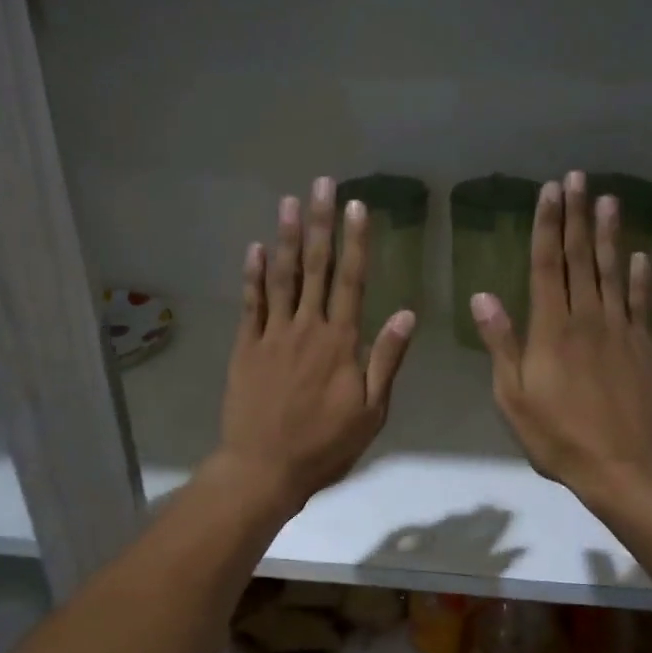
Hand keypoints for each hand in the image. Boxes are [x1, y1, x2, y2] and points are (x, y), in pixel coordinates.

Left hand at [214, 177, 416, 514]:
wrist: (265, 468)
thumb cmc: (325, 445)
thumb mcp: (371, 411)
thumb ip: (386, 360)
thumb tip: (406, 313)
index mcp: (340, 342)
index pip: (351, 281)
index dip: (355, 242)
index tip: (357, 207)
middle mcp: (306, 328)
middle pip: (315, 267)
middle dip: (321, 224)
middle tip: (322, 184)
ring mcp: (272, 335)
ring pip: (281, 277)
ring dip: (286, 237)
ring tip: (289, 201)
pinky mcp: (245, 347)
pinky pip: (250, 304)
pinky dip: (253, 275)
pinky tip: (255, 248)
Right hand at [470, 170, 651, 505]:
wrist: (626, 467)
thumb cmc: (559, 437)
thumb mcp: (514, 397)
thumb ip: (501, 344)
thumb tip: (483, 296)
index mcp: (551, 329)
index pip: (548, 266)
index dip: (548, 226)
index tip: (550, 191)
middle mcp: (588, 319)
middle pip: (581, 259)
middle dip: (577, 216)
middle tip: (579, 177)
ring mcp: (621, 331)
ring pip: (612, 272)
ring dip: (609, 235)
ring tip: (610, 199)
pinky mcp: (644, 348)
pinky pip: (641, 304)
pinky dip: (639, 278)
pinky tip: (640, 256)